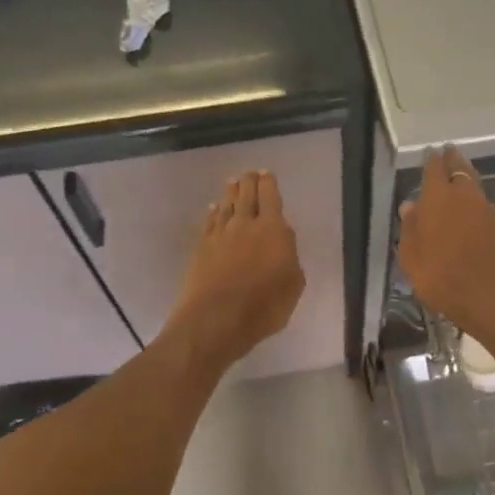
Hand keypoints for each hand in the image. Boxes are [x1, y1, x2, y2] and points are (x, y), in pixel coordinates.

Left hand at [166, 171, 304, 365]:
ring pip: (226, 206)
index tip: (267, 174)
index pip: (270, 197)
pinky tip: (213, 209)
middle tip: (249, 174)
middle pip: (245, 195)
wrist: (215, 320)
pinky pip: (209, 223)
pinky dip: (213, 213)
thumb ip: (290, 258)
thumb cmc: (263, 307)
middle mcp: (244, 225)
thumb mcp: (293, 285)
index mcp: (272, 230)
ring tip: (232, 183)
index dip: (269, 184)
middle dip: (249, 182)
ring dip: (230, 193)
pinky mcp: (201, 248)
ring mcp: (220, 235)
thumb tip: (282, 241)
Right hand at [398, 148, 494, 341]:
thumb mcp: (412, 260)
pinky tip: (475, 220)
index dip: (432, 160)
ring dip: (467, 183)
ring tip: (460, 184)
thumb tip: (410, 206)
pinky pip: (487, 210)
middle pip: (460, 170)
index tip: (431, 152)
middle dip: (453, 161)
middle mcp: (466, 197)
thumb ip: (410, 229)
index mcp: (439, 200)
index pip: (435, 169)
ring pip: (476, 188)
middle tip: (449, 154)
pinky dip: (479, 209)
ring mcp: (490, 211)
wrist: (493, 300)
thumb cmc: (442, 280)